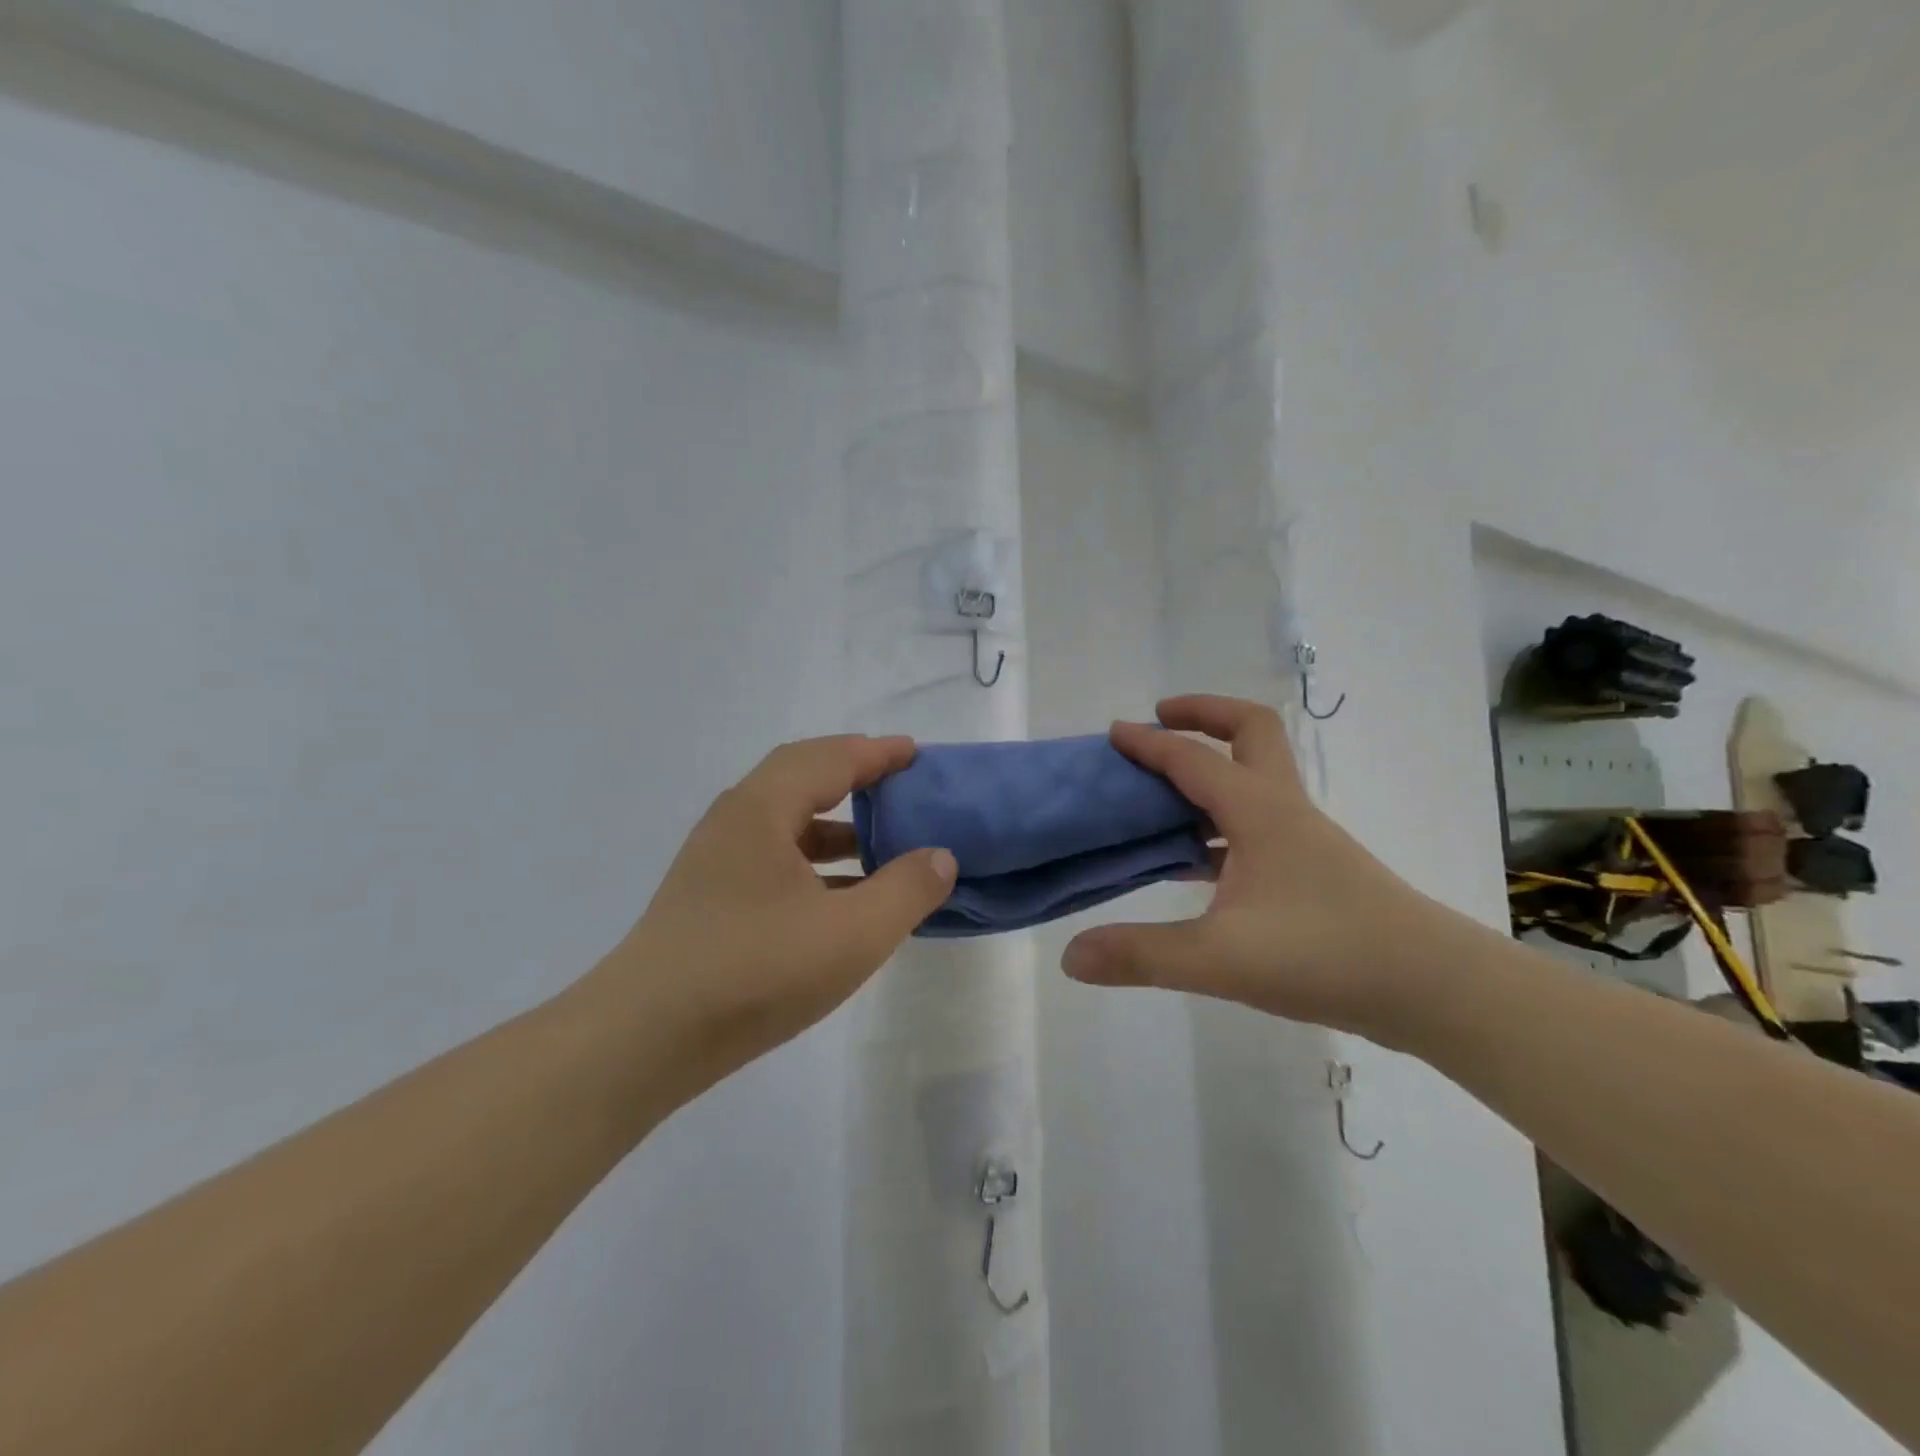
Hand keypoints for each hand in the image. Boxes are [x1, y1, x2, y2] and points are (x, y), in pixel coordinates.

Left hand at [596, 736, 955, 1096]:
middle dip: (854, 774)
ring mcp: (716, 861)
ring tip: (881, 840)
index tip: (916, 753)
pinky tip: (841, 896)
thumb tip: (940, 856)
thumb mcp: (852, 933)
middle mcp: (734, 821)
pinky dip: (814, 860)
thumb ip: (906, 890)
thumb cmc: (754, 971)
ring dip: (835, 822)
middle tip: (900, 783)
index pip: (830, 759)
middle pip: (802, 776)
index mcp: (762, 809)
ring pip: (786, 820)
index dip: (877, 753)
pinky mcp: (710, 898)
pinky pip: (774, 857)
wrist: (643, 1040)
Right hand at [1060, 695, 1455, 1043]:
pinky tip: (1194, 860)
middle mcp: (1282, 809)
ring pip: (1254, 777)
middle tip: (1161, 722)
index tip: (1112, 732)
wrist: (1434, 989)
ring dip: (1211, 767)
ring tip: (1162, 792)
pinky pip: (1255, 821)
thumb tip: (1071, 956)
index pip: (1193, 758)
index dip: (1149, 742)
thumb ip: (1142, 954)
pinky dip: (1220, 819)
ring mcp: (1303, 838)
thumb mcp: (1221, 959)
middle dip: (1203, 714)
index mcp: (1258, 810)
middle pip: (1250, 731)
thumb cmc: (1327, 955)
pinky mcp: (1312, 868)